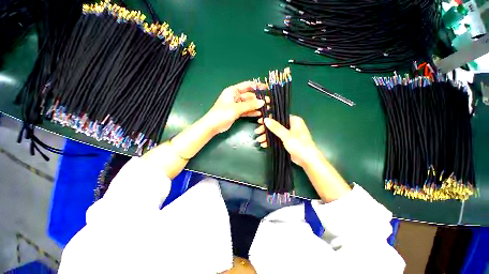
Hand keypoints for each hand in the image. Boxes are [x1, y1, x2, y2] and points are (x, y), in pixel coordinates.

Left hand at [206, 81, 265, 133]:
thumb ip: (249, 105)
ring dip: (255, 106)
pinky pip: (246, 110)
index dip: (257, 86)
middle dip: (258, 98)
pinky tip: (259, 114)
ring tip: (265, 108)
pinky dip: (251, 112)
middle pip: (249, 95)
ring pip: (248, 104)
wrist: (213, 125)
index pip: (247, 85)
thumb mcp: (236, 108)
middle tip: (268, 102)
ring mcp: (236, 105)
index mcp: (233, 91)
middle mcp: (235, 96)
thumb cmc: (222, 114)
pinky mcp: (236, 112)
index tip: (266, 88)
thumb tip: (262, 102)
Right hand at [255, 115, 317, 166]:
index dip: (269, 118)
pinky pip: (277, 139)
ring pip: (275, 133)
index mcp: (294, 121)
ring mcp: (289, 134)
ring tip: (258, 140)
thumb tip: (265, 119)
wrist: (307, 160)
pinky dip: (271, 141)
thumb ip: (276, 127)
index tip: (260, 121)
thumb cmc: (299, 145)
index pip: (279, 116)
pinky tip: (263, 144)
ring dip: (267, 136)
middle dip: (266, 129)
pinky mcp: (287, 142)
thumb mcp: (286, 135)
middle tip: (257, 132)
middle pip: (275, 125)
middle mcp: (291, 126)